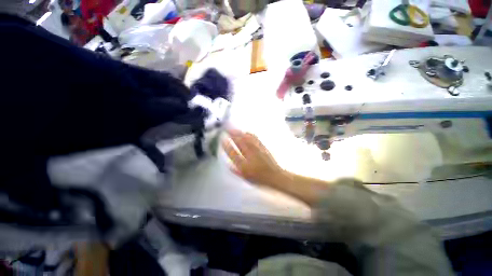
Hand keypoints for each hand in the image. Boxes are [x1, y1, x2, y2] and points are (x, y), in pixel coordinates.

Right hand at [222, 129, 287, 186]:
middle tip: (226, 129)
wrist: (275, 176)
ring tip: (234, 128)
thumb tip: (229, 165)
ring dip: (239, 132)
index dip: (227, 146)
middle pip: (239, 142)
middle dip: (232, 134)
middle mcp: (250, 156)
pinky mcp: (262, 147)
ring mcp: (257, 150)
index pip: (233, 153)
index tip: (222, 140)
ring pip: (246, 138)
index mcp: (244, 165)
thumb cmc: (260, 178)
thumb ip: (236, 171)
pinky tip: (246, 132)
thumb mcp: (246, 177)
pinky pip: (254, 138)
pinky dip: (249, 134)